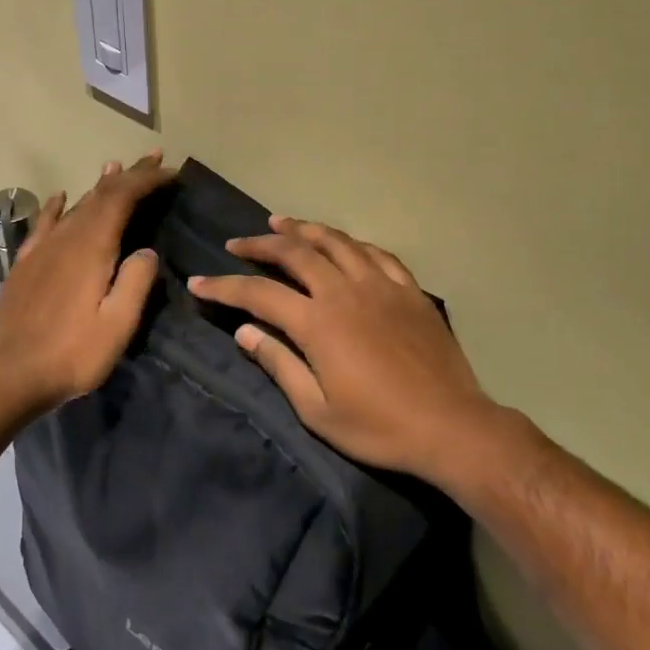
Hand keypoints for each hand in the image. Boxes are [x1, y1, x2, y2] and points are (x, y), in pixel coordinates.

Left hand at [0, 151, 172, 408]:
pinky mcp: (25, 265)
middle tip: (154, 157)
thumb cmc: (74, 353)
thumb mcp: (119, 323)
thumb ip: (136, 281)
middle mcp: (66, 238)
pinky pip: (44, 224)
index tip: (170, 172)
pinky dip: (57, 206)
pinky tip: (61, 197)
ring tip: (116, 167)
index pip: (122, 199)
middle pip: (101, 196)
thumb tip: (146, 250)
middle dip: (130, 175)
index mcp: (92, 248)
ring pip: (75, 205)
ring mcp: (42, 249)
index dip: (147, 181)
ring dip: (99, 186)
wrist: (13, 376)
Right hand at [187, 217, 504, 483]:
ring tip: (281, 223)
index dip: (224, 286)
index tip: (199, 282)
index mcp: (318, 322)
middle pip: (295, 253)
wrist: (450, 426)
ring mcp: (380, 285)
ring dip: (304, 230)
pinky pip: (376, 253)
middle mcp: (345, 291)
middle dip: (260, 245)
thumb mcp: (317, 410)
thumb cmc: (379, 426)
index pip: (259, 293)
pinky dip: (352, 243)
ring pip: (336, 242)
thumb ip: (279, 364)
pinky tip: (343, 243)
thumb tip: (245, 332)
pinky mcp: (409, 290)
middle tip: (237, 242)